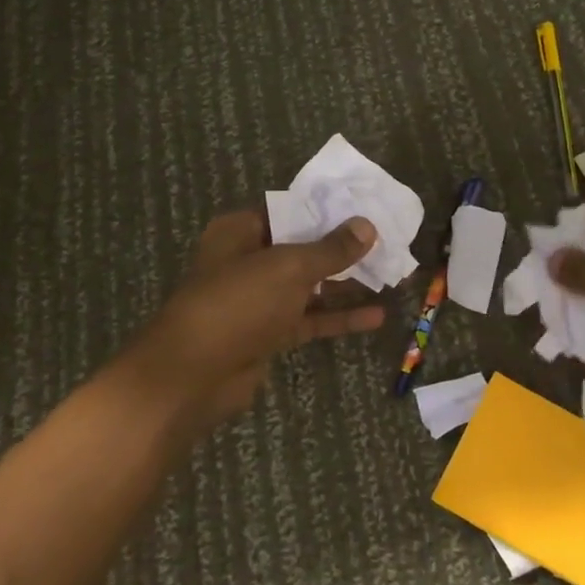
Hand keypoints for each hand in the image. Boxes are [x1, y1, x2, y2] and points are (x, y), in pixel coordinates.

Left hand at [123, 210, 387, 438]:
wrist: (194, 375)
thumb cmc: (239, 303)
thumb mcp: (289, 268)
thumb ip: (331, 249)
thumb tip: (367, 226)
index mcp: (241, 231)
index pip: (290, 211)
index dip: (327, 210)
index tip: (366, 208)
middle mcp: (248, 260)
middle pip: (302, 248)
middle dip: (343, 248)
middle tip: (387, 242)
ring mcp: (259, 299)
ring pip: (309, 285)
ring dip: (346, 283)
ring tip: (390, 275)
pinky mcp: (269, 333)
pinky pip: (310, 318)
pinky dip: (339, 316)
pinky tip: (376, 315)